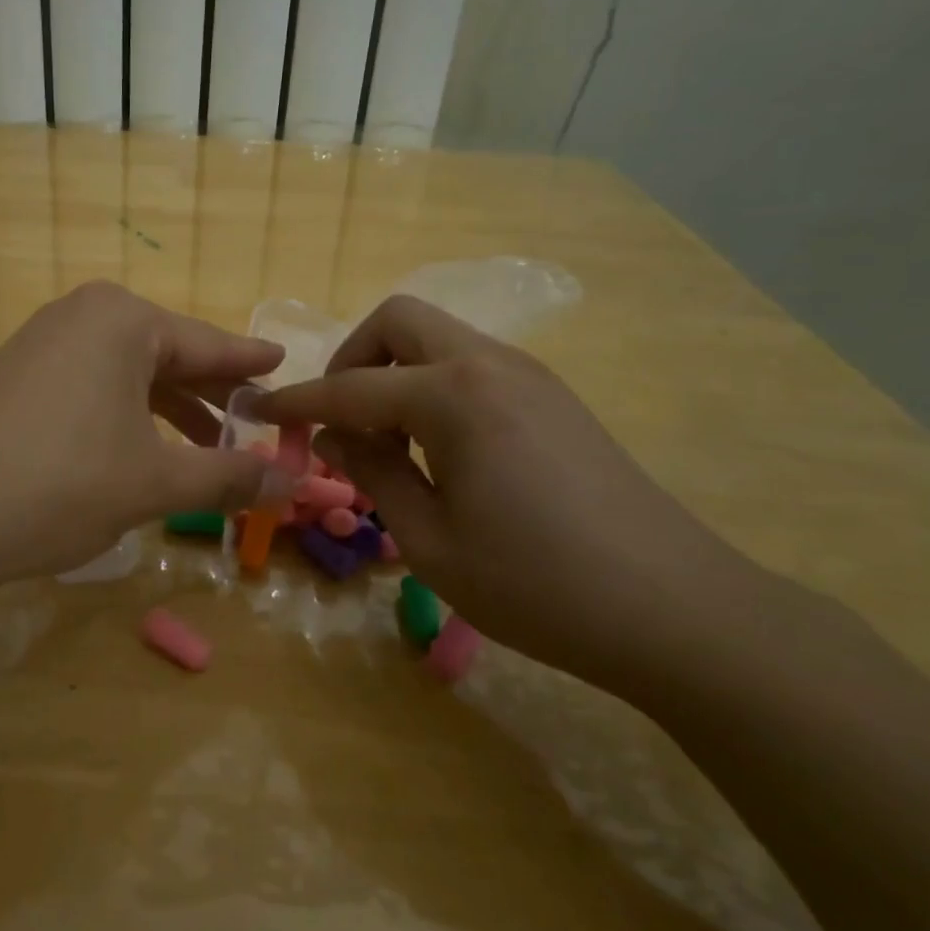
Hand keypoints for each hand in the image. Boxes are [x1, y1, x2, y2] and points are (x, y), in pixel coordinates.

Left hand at [0, 282, 287, 590]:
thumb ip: (227, 478)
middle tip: (254, 423)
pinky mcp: (15, 377)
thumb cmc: (60, 483)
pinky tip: (138, 451)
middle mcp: (82, 317)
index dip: (250, 363)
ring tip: (205, 447)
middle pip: (168, 355)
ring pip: (128, 374)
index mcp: (124, 320)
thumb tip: (292, 486)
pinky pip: (91, 387)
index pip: (209, 344)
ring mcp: (42, 344)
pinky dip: (125, 416)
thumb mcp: (154, 483)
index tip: (285, 362)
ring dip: (169, 411)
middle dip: (211, 395)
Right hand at [257, 295, 769, 698]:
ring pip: (439, 339)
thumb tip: (330, 433)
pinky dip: (434, 388)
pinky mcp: (553, 398)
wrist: (674, 609)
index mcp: (454, 395)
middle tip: (339, 420)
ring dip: (395, 374)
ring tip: (389, 446)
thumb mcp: (429, 539)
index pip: (349, 387)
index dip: (296, 401)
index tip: (255, 410)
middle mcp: (490, 363)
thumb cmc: (535, 584)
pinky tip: (438, 451)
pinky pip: (472, 367)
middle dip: (352, 359)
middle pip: (399, 321)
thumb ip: (371, 472)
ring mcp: (530, 376)